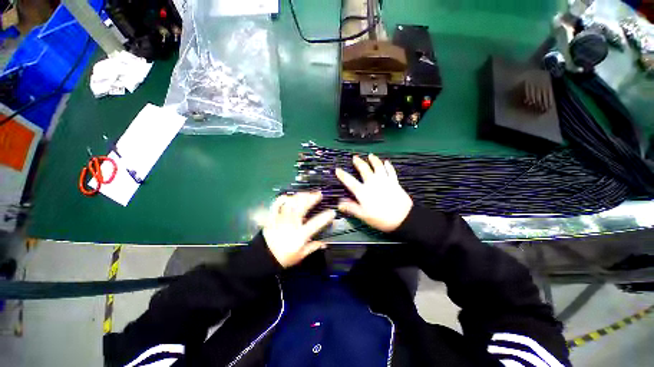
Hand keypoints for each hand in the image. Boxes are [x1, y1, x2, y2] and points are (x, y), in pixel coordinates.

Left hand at [263, 192, 335, 267]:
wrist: (264, 258)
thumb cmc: (284, 258)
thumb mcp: (301, 255)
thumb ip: (313, 247)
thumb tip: (325, 242)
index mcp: (299, 236)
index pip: (314, 225)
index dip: (324, 217)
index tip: (332, 212)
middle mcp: (291, 225)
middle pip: (301, 208)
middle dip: (311, 199)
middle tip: (318, 194)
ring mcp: (281, 219)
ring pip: (290, 204)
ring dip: (299, 197)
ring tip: (307, 193)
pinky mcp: (272, 217)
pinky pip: (276, 205)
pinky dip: (282, 198)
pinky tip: (289, 196)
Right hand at [335, 154, 412, 231]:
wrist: (402, 218)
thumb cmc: (380, 218)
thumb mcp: (363, 216)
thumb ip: (351, 208)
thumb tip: (339, 204)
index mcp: (363, 191)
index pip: (350, 181)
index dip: (343, 175)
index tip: (337, 169)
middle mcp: (372, 183)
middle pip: (364, 169)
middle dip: (359, 162)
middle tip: (355, 157)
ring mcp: (384, 181)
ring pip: (378, 167)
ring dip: (374, 160)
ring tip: (370, 155)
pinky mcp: (394, 182)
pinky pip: (390, 171)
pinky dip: (388, 166)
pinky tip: (387, 162)